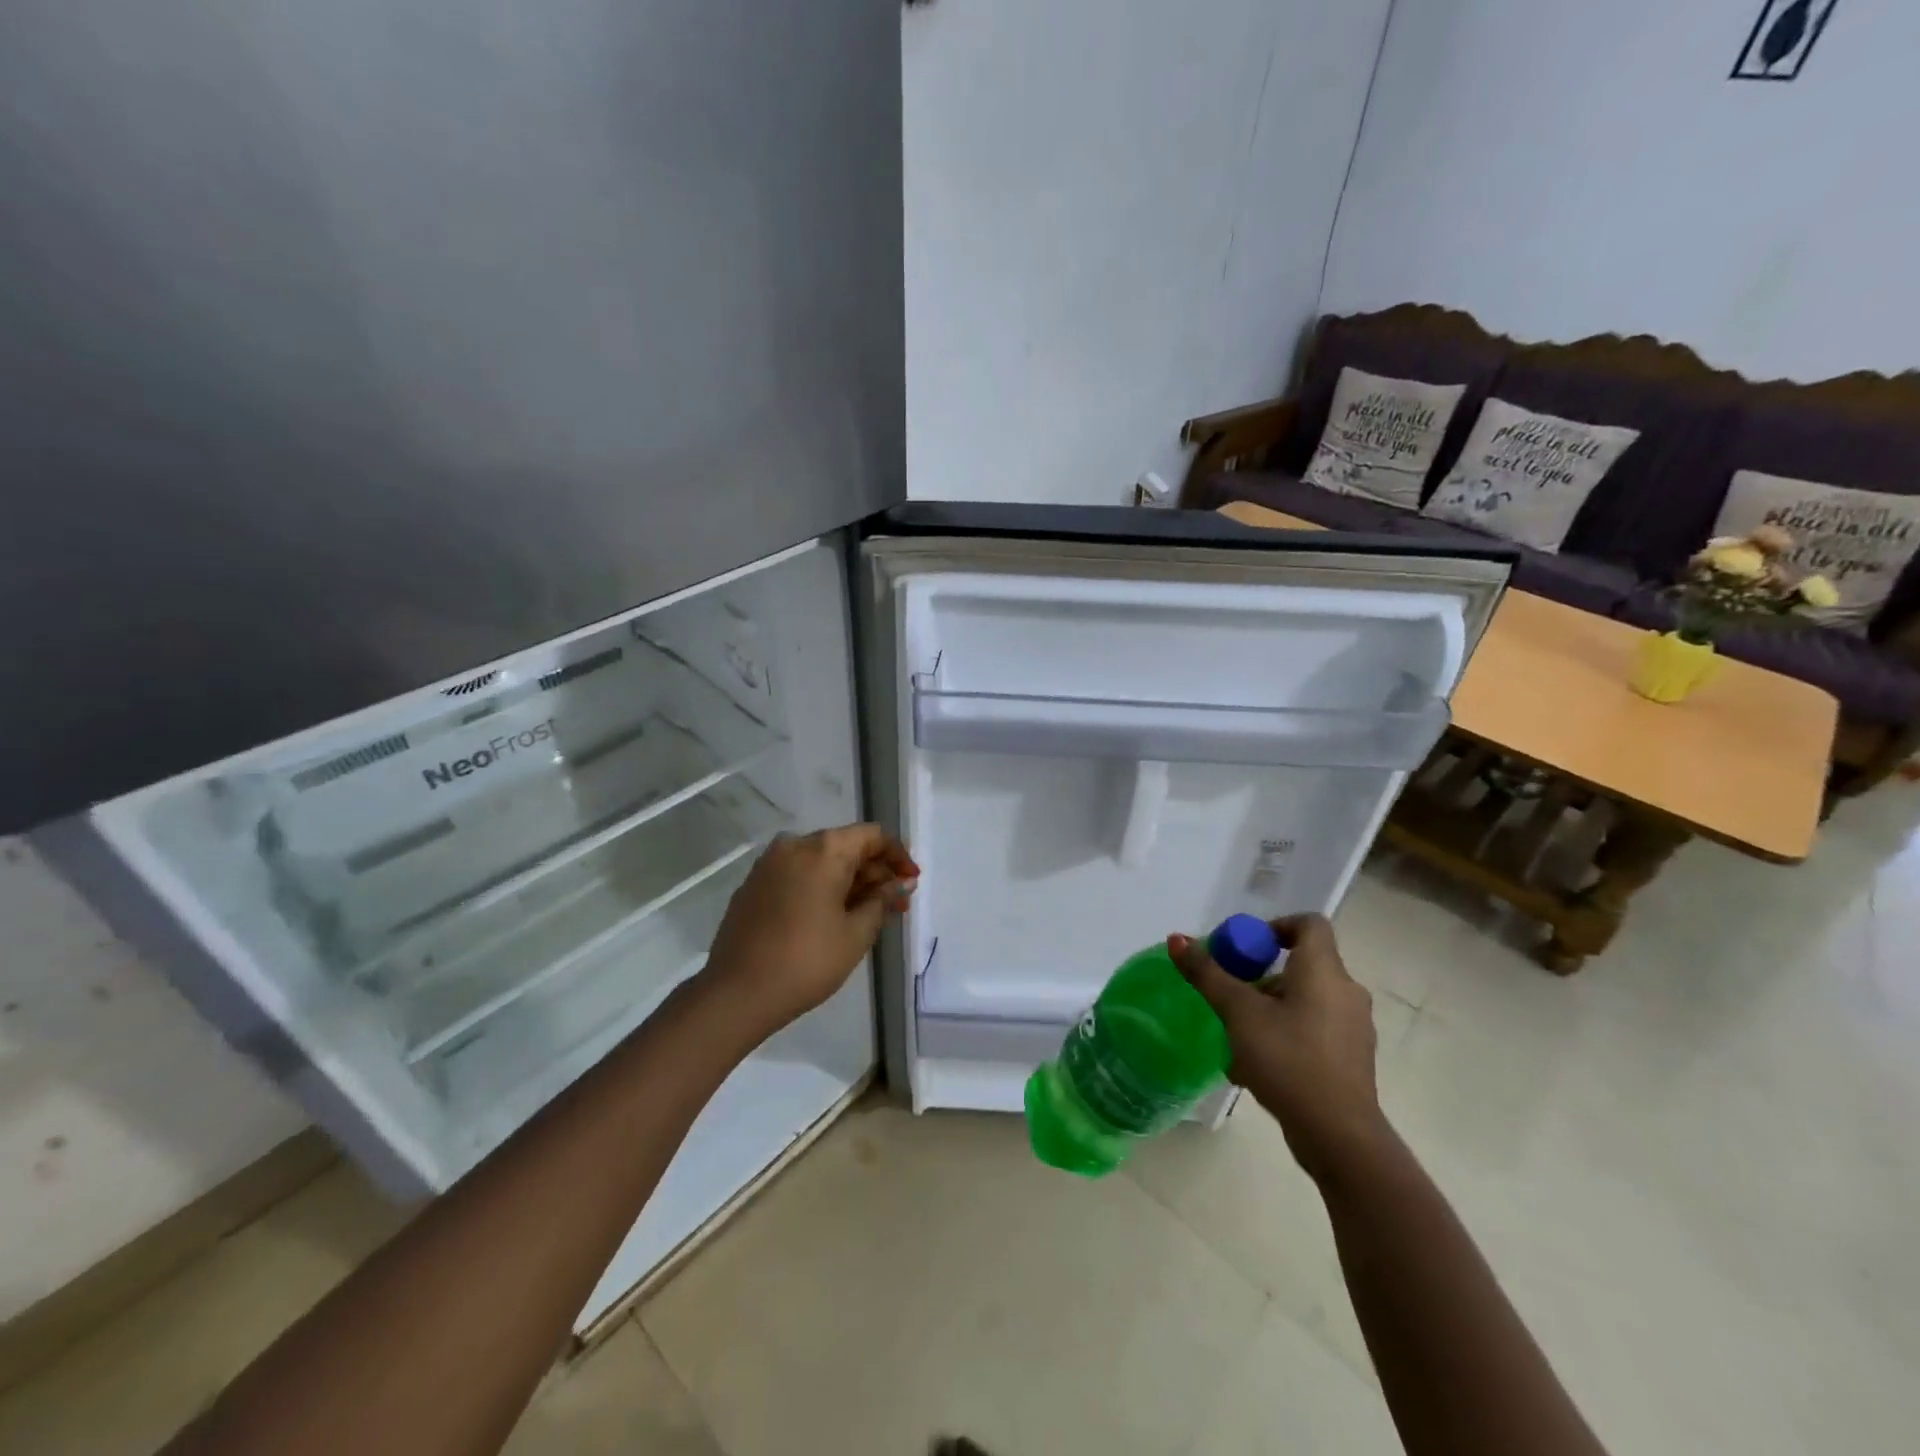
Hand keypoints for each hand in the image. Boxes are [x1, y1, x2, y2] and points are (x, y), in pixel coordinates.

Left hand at [703, 824, 917, 1037]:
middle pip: (846, 846)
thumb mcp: (856, 933)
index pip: (872, 836)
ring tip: (869, 913)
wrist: (737, 993)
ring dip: (849, 881)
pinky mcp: (753, 885)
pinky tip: (832, 916)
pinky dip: (821, 887)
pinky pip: (798, 875)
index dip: (898, 856)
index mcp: (823, 850)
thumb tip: (900, 883)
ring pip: (821, 861)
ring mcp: (769, 864)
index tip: (912, 882)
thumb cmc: (807, 961)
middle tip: (896, 904)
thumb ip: (882, 900)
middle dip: (875, 872)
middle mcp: (794, 845)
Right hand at [1169, 914, 1385, 1182]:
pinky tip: (1257, 1062)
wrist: (1339, 1135)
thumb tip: (1177, 938)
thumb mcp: (1238, 1013)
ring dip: (1270, 1006)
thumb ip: (1208, 974)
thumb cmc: (1288, 1060)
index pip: (1309, 924)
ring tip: (1236, 1032)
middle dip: (1261, 974)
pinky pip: (1313, 1029)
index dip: (1276, 926)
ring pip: (1305, 999)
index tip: (1245, 947)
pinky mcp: (1351, 1059)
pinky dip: (1285, 1032)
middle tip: (1231, 991)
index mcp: (1324, 971)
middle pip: (1302, 963)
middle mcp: (1346, 992)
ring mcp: (1353, 1028)